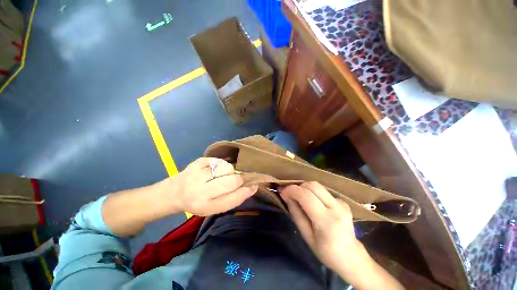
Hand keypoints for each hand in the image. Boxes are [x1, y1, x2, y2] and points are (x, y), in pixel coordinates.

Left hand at [166, 157, 257, 215]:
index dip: (246, 191)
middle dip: (240, 179)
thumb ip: (232, 198)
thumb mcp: (214, 207)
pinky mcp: (198, 162)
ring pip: (227, 168)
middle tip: (238, 179)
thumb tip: (251, 186)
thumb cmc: (198, 202)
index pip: (233, 199)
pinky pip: (220, 160)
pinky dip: (222, 165)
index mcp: (206, 206)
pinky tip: (215, 170)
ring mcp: (198, 174)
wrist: (175, 192)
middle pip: (232, 181)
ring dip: (230, 171)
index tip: (254, 185)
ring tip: (223, 175)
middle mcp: (200, 191)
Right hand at [280, 182, 362, 272]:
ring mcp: (342, 203)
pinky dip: (313, 193)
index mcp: (327, 221)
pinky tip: (313, 204)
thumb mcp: (306, 236)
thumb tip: (287, 196)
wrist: (351, 257)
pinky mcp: (343, 201)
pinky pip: (323, 191)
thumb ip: (296, 214)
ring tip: (300, 198)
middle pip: (313, 185)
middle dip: (299, 186)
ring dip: (305, 189)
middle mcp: (336, 207)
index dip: (292, 190)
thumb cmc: (326, 251)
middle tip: (291, 194)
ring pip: (318, 186)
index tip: (283, 192)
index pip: (306, 196)